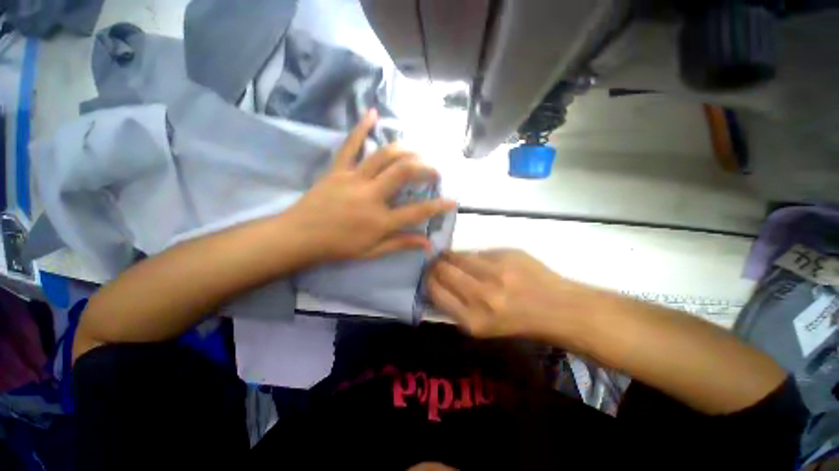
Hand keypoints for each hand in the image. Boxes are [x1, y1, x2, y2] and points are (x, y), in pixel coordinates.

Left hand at [286, 109, 455, 260]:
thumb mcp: (372, 252)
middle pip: (403, 173)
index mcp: (380, 220)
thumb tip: (428, 245)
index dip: (438, 206)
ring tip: (417, 151)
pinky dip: (361, 128)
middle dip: (425, 168)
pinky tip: (373, 113)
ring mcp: (353, 179)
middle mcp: (371, 196)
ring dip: (405, 150)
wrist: (299, 237)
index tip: (452, 201)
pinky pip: (350, 145)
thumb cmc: (337, 247)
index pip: (417, 212)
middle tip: (435, 170)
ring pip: (383, 156)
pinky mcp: (337, 170)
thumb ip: (401, 244)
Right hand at [427, 249, 583, 338]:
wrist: (558, 308)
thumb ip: (457, 307)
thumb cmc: (519, 323)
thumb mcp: (483, 327)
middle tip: (435, 263)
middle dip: (435, 265)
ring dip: (449, 256)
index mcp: (473, 319)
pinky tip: (476, 260)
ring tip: (450, 257)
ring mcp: (495, 271)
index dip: (428, 281)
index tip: (429, 276)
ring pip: (458, 256)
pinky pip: (478, 252)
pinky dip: (471, 255)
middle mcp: (481, 295)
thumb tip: (437, 285)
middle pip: (443, 270)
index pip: (435, 291)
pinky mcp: (507, 254)